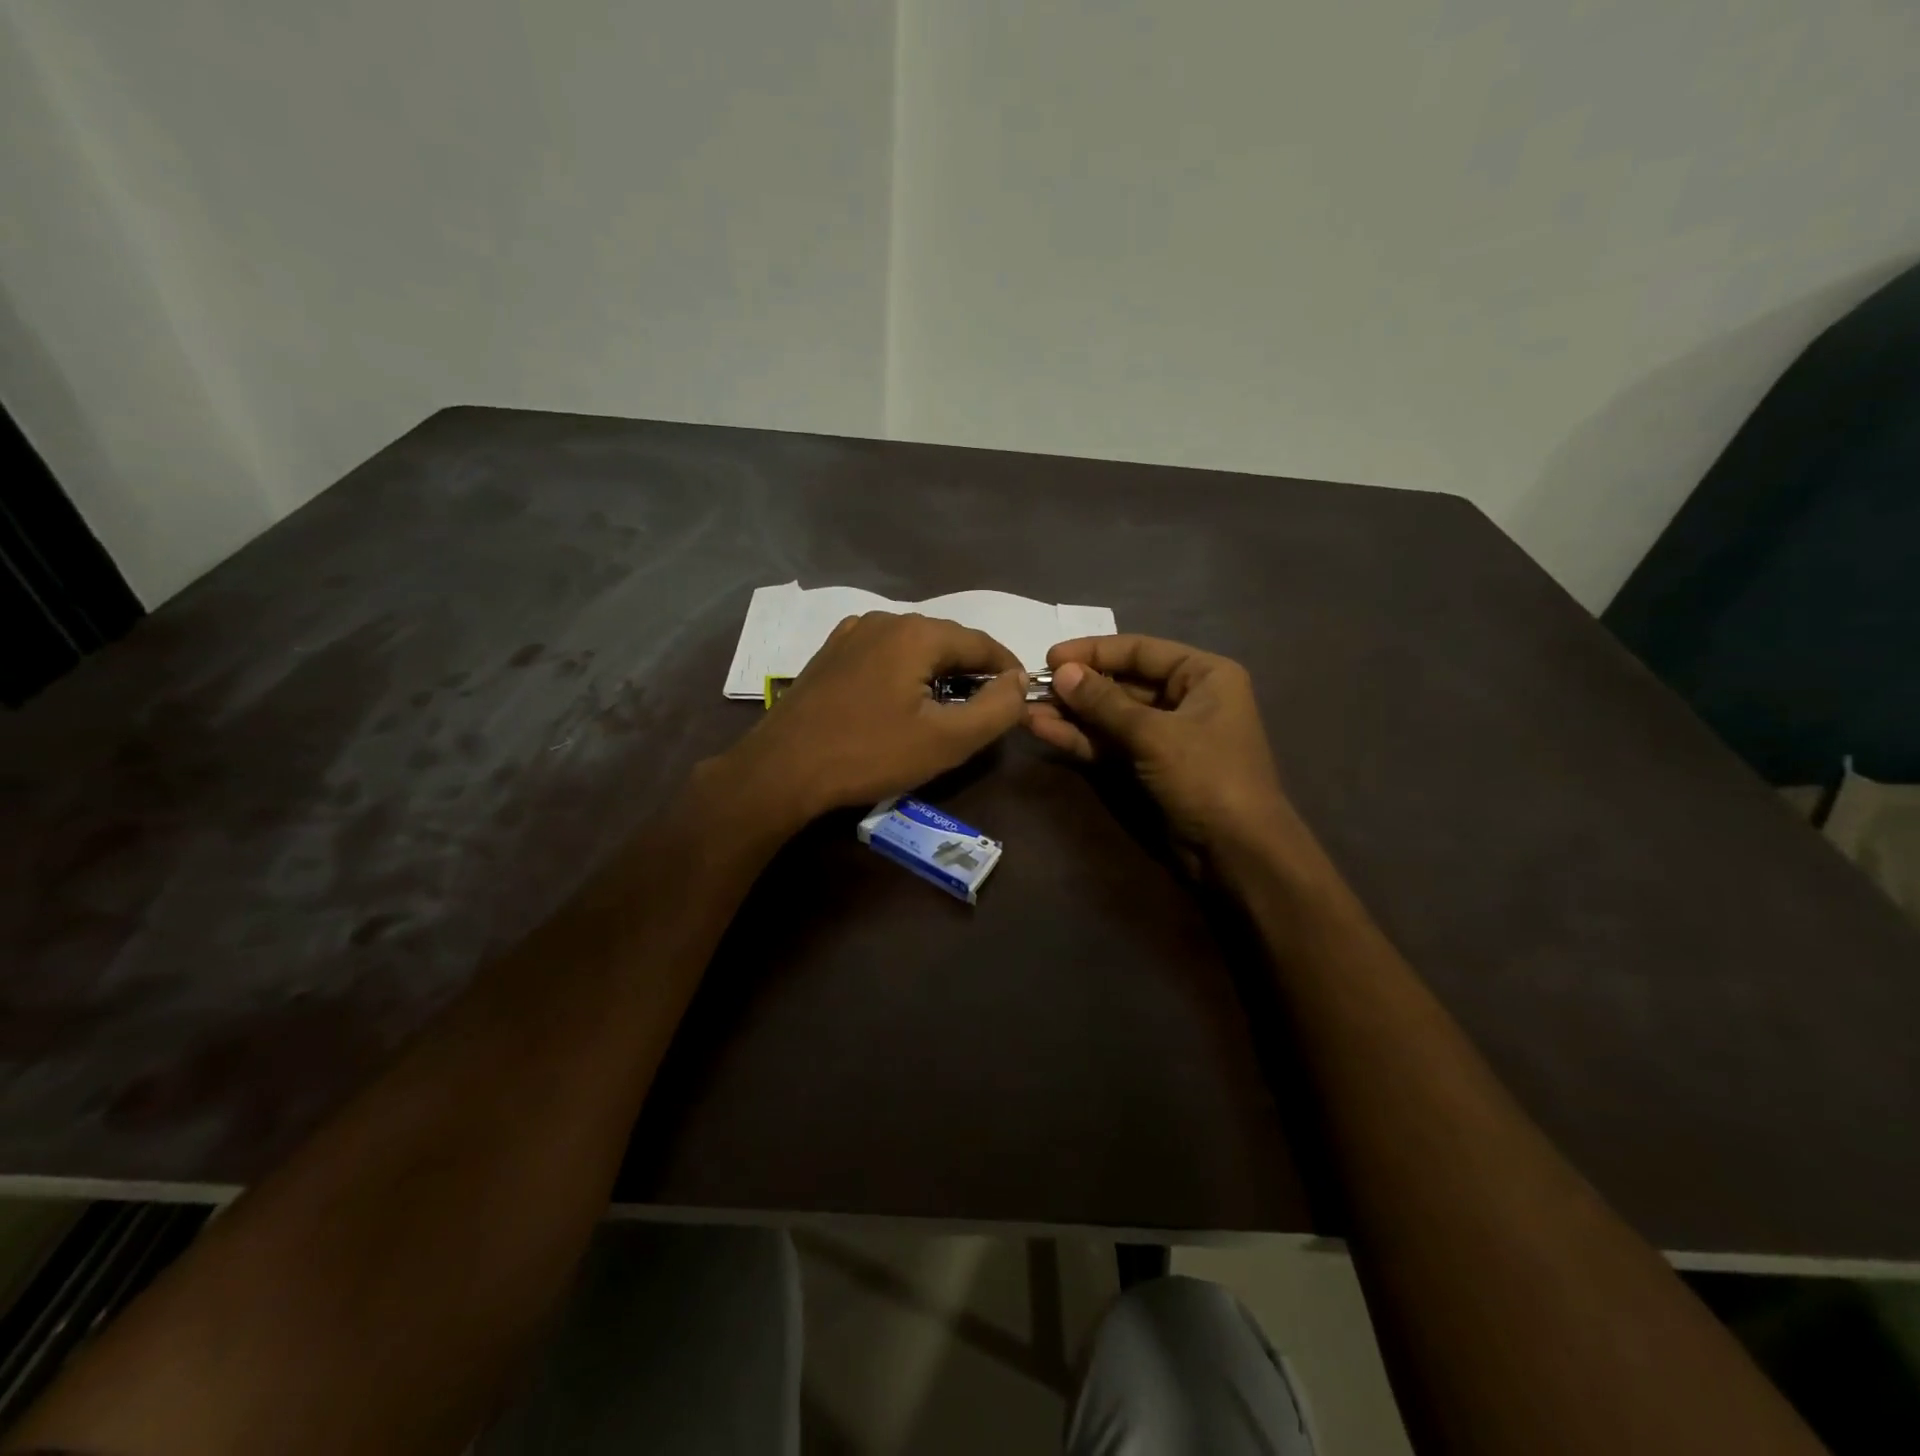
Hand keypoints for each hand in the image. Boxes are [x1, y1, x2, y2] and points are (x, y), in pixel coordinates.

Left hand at [713, 612, 1027, 824]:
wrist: (782, 769)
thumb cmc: (869, 754)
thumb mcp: (946, 740)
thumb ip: (996, 708)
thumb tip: (1019, 682)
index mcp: (917, 633)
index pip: (982, 643)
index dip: (1008, 670)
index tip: (1021, 696)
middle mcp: (885, 620)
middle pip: (947, 641)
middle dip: (973, 672)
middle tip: (986, 709)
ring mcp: (851, 634)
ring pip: (914, 648)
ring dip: (938, 673)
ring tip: (947, 708)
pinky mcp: (830, 654)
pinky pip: (884, 655)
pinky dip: (905, 673)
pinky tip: (901, 701)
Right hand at [1028, 635, 1298, 862]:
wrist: (1237, 852)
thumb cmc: (1207, 777)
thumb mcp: (1154, 734)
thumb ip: (1104, 702)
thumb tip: (1061, 672)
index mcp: (1203, 675)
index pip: (1140, 650)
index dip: (1093, 652)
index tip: (1050, 658)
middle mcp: (1186, 698)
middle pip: (1122, 683)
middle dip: (1077, 688)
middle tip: (1031, 689)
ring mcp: (1166, 734)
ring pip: (1111, 716)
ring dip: (1072, 715)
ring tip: (1027, 711)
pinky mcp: (1149, 765)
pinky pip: (1111, 743)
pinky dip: (1081, 739)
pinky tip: (1044, 731)